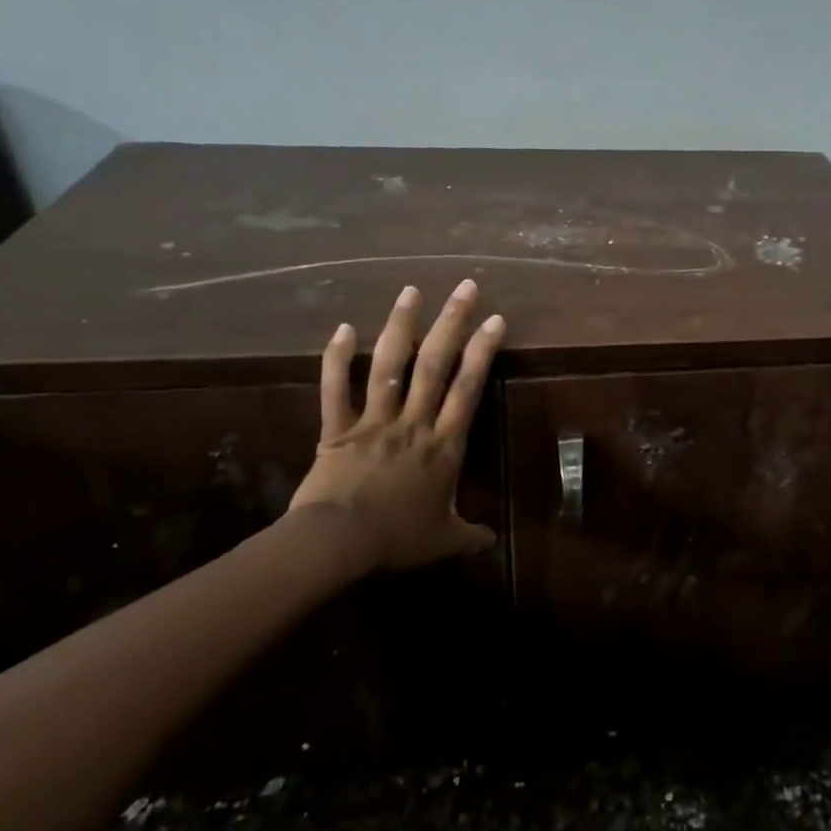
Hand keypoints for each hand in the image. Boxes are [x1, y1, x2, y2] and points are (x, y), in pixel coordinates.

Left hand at [288, 280, 505, 577]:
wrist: (339, 543)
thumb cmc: (397, 539)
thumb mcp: (443, 541)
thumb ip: (470, 536)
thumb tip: (492, 542)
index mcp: (444, 446)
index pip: (468, 389)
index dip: (483, 352)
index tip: (495, 320)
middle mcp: (414, 423)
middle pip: (435, 365)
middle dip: (452, 323)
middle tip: (464, 287)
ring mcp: (374, 421)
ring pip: (390, 366)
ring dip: (401, 326)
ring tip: (411, 291)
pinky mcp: (338, 429)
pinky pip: (335, 388)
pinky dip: (337, 357)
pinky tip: (344, 327)